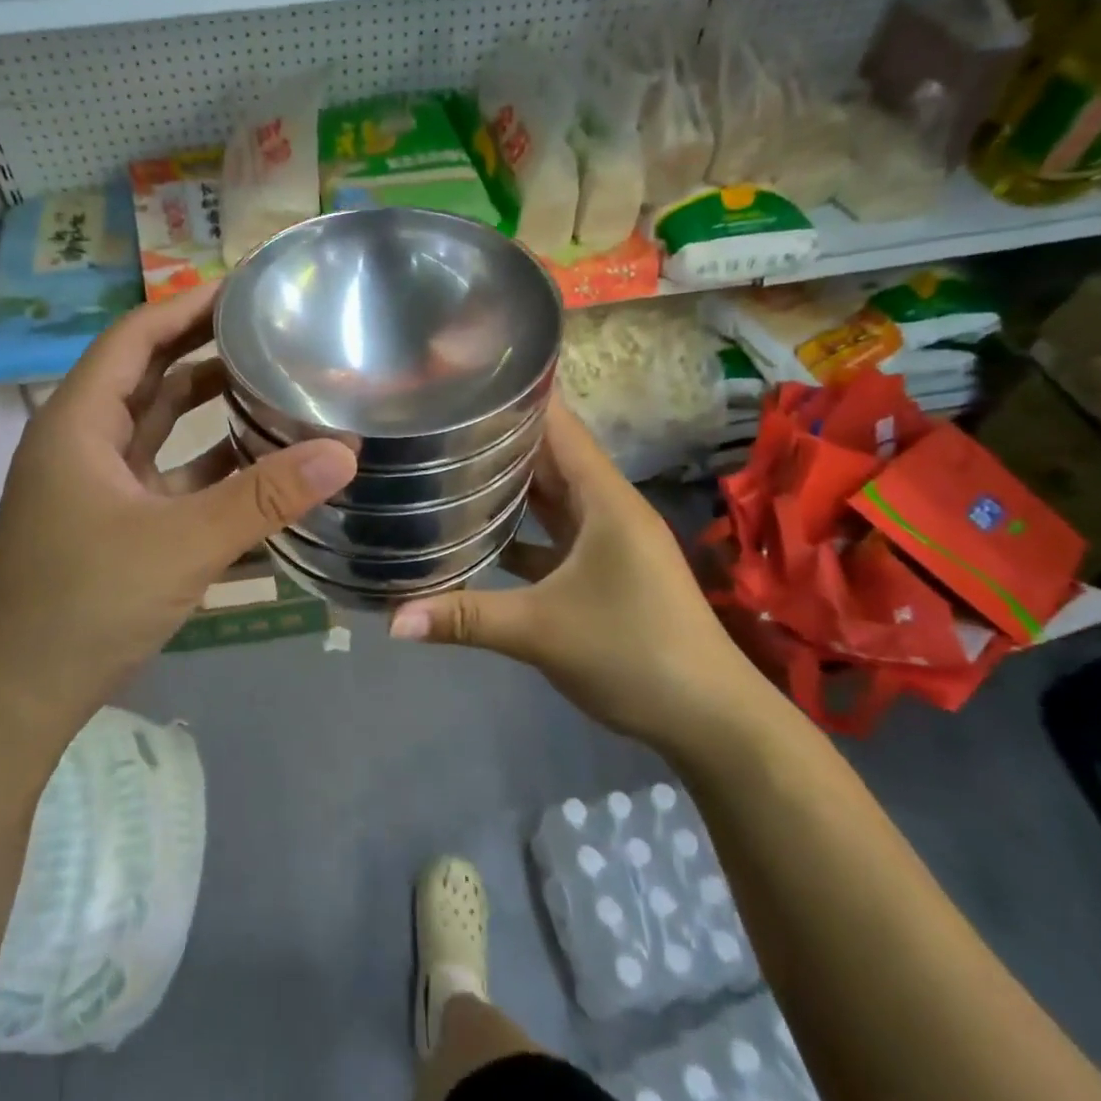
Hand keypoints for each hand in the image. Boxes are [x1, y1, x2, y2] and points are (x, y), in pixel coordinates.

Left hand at [0, 282, 356, 724]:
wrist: (23, 694)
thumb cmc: (88, 601)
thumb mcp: (184, 543)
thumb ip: (265, 497)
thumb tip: (343, 452)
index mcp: (78, 424)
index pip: (134, 338)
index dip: (186, 306)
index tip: (243, 288)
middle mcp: (83, 444)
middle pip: (148, 377)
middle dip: (204, 351)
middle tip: (269, 333)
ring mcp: (97, 487)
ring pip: (159, 430)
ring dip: (209, 410)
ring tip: (272, 387)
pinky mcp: (115, 525)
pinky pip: (168, 478)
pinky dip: (208, 468)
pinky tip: (258, 468)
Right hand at [388, 400, 770, 746]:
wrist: (709, 719)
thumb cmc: (634, 653)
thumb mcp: (542, 631)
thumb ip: (465, 618)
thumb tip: (391, 619)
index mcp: (604, 499)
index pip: (560, 426)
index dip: (517, 398)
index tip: (464, 381)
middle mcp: (607, 509)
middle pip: (550, 458)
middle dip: (499, 439)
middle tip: (437, 423)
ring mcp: (608, 542)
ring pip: (551, 499)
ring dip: (508, 485)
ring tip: (447, 465)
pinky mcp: (604, 573)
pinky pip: (553, 537)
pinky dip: (520, 532)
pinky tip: (478, 536)